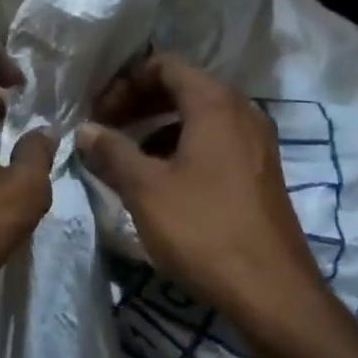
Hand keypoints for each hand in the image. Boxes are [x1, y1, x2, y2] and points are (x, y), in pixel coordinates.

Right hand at [77, 54, 330, 346]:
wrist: (272, 291)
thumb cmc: (204, 230)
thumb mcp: (146, 189)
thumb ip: (112, 152)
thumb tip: (86, 130)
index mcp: (215, 104)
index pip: (164, 65)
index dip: (124, 83)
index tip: (97, 113)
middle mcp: (241, 112)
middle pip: (183, 87)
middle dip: (139, 104)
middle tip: (106, 130)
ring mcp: (257, 143)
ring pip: (199, 117)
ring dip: (158, 128)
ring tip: (127, 159)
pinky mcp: (261, 172)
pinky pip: (215, 143)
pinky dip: (182, 148)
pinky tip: (162, 182)